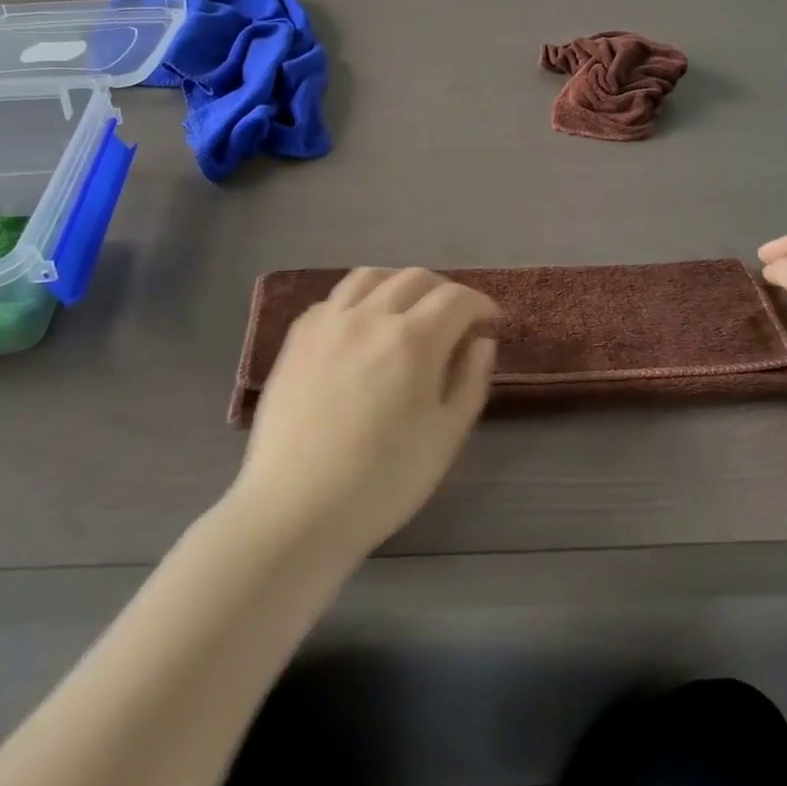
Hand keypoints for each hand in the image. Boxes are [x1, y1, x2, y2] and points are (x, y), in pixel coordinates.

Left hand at [233, 268, 497, 560]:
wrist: (296, 509)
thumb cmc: (382, 482)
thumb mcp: (446, 438)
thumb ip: (470, 381)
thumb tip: (482, 341)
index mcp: (413, 340)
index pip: (457, 298)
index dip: (481, 304)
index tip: (490, 321)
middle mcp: (370, 317)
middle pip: (416, 278)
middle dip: (445, 291)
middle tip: (455, 319)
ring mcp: (329, 322)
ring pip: (371, 276)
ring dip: (400, 284)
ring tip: (407, 309)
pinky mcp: (298, 337)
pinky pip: (335, 298)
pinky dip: (359, 300)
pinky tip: (361, 326)